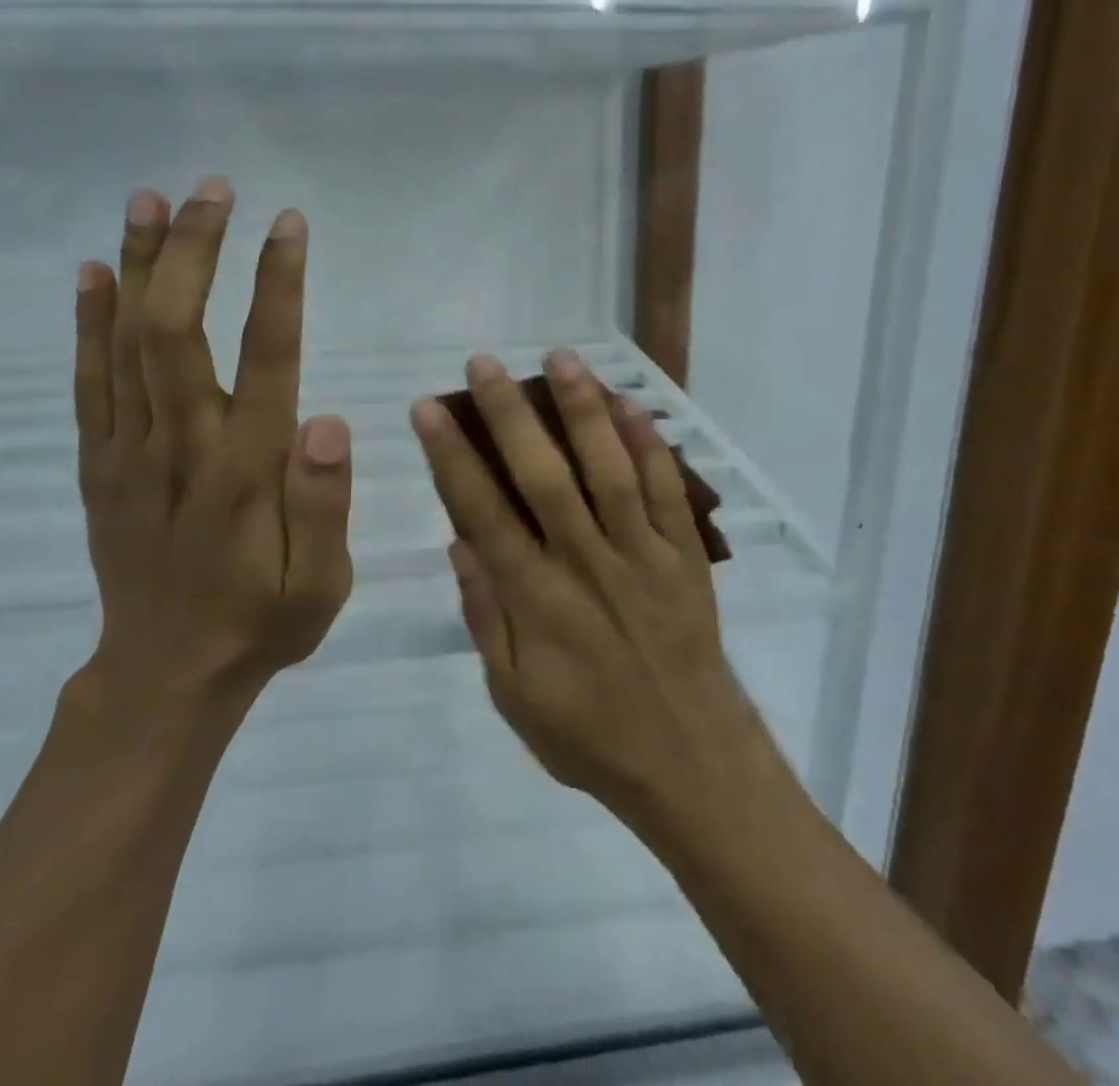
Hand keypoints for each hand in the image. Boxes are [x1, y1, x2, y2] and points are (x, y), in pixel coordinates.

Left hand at [72, 179, 353, 713]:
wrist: (165, 676)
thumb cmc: (262, 621)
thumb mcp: (322, 583)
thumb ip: (326, 504)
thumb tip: (327, 419)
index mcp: (247, 471)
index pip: (265, 357)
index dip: (276, 285)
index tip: (287, 224)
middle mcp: (182, 446)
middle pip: (177, 329)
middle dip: (196, 251)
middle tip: (214, 189)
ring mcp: (129, 452)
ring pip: (126, 342)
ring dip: (141, 265)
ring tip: (152, 199)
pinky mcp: (98, 464)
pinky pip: (88, 381)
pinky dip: (87, 321)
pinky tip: (96, 270)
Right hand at [410, 350, 770, 829]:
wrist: (689, 760)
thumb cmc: (589, 734)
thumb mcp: (514, 695)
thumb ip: (485, 616)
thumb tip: (458, 543)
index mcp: (536, 599)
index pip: (482, 512)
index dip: (452, 456)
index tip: (430, 409)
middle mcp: (586, 562)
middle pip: (542, 475)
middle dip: (509, 414)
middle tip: (485, 362)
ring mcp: (641, 553)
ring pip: (608, 468)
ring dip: (582, 409)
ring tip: (560, 358)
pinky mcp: (684, 555)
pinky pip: (667, 489)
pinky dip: (648, 444)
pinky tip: (630, 403)